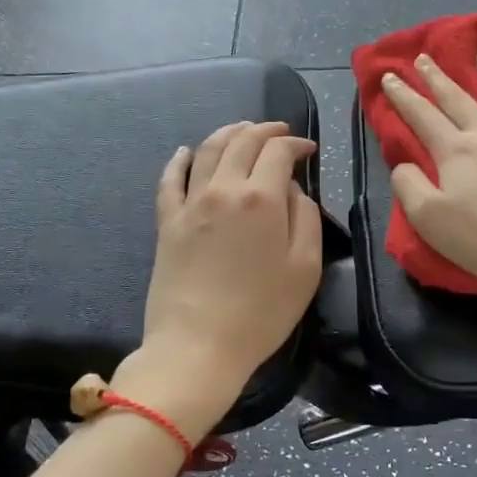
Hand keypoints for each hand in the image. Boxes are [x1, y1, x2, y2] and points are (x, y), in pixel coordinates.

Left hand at [116, 120, 322, 438]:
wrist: (198, 346)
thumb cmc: (261, 312)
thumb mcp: (306, 268)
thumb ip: (306, 218)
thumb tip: (292, 190)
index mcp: (262, 198)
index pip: (279, 151)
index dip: (297, 144)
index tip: (309, 151)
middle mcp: (223, 189)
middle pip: (243, 142)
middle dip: (265, 130)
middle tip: (280, 133)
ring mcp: (190, 203)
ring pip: (207, 150)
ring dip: (228, 133)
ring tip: (242, 130)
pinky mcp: (167, 222)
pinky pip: (170, 180)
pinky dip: (179, 160)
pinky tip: (185, 152)